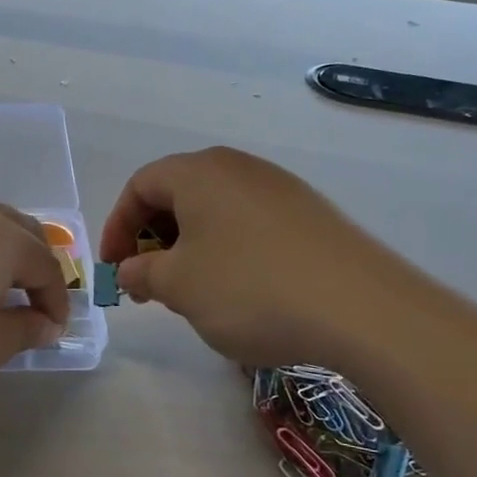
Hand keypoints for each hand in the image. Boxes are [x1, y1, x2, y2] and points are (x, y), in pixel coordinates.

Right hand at [99, 147, 432, 369]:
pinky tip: (239, 290)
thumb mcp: (179, 286)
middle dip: (153, 238)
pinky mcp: (310, 215)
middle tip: (148, 283)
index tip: (114, 268)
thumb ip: (142, 272)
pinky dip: (227, 250)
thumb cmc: (250, 288)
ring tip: (191, 291)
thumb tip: (131, 268)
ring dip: (190, 247)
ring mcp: (280, 188)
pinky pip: (249, 224)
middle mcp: (239, 168)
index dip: (117, 226)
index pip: (139, 185)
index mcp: (198, 172)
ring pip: (215, 211)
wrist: (361, 308)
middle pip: (178, 194)